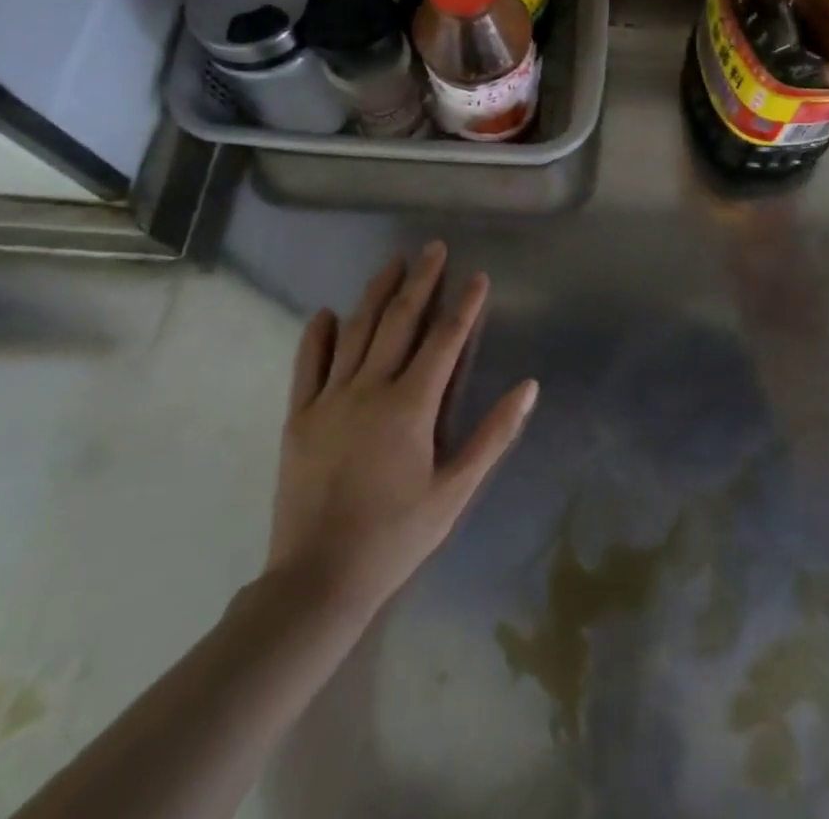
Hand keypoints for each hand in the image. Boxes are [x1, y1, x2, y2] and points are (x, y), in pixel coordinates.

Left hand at [266, 243, 537, 613]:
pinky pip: (308, 365)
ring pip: (356, 332)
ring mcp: (330, 399)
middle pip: (400, 321)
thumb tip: (529, 387)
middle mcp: (370, 389)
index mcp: (411, 406)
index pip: (444, 340)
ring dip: (376, 294)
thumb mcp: (456, 491)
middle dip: (421, 281)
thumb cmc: (397, 535)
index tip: (478, 275)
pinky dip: (317, 335)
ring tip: (392, 263)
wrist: (318, 580)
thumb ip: (493, 435)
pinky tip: (326, 313)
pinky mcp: (299, 417)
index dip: (464, 305)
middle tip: (433, 248)